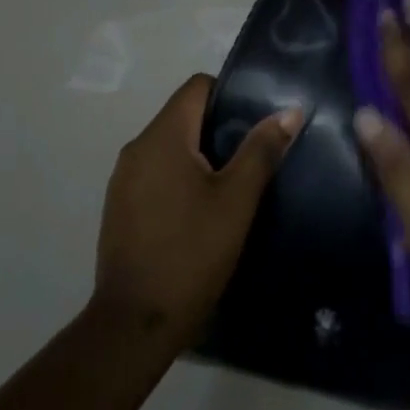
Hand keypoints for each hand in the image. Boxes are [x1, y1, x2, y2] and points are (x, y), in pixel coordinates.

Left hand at [92, 74, 302, 352]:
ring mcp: (123, 179)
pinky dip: (181, 178)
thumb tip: (289, 111)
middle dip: (220, 128)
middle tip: (255, 154)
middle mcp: (137, 148)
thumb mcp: (237, 200)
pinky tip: (203, 210)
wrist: (135, 322)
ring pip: (170, 147)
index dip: (230, 94)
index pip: (197, 86)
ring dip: (201, 156)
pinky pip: (156, 173)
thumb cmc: (191, 253)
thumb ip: (261, 150)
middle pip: (183, 115)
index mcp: (162, 136)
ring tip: (234, 184)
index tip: (257, 120)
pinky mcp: (120, 207)